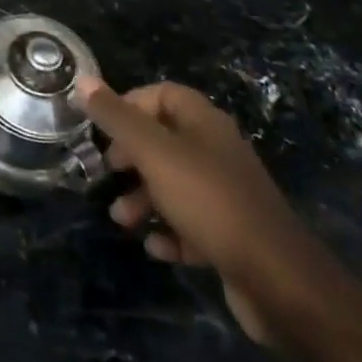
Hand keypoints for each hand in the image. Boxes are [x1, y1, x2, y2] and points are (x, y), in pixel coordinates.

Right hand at [74, 78, 335, 344]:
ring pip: (174, 185)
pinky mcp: (232, 234)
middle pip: (164, 140)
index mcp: (204, 123)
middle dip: (131, 157)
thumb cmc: (209, 201)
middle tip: (109, 171)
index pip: (163, 94)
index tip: (105, 128)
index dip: (130, 105)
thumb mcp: (153, 153)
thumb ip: (116, 117)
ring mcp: (227, 194)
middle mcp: (217, 151)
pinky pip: (191, 223)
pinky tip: (156, 247)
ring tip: (122, 219)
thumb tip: (83, 80)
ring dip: (144, 199)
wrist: (278, 281)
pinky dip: (170, 232)